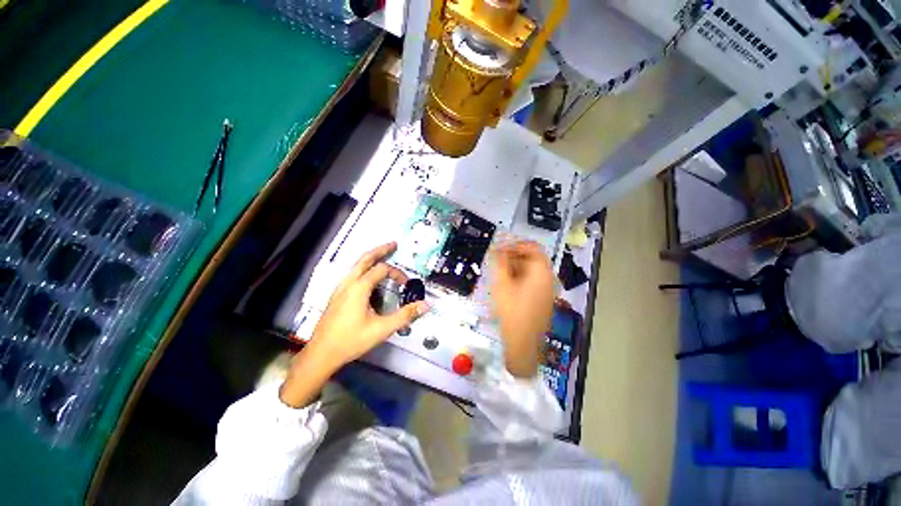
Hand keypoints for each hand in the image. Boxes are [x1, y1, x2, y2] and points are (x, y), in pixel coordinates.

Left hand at [280, 242, 428, 406]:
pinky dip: (363, 268)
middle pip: (365, 258)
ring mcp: (340, 288)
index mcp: (359, 287)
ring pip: (356, 265)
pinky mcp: (336, 295)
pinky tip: (368, 277)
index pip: (382, 270)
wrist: (321, 354)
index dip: (397, 273)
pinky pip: (352, 274)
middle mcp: (348, 283)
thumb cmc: (351, 341)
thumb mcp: (382, 329)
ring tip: (383, 256)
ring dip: (371, 258)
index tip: (406, 284)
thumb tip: (426, 305)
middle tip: (394, 244)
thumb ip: (406, 315)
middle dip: (381, 250)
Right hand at [490, 240, 554, 377]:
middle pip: (532, 258)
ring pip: (531, 270)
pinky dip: (520, 278)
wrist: (523, 343)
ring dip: (515, 267)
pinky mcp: (544, 299)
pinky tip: (508, 286)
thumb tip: (497, 248)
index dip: (515, 244)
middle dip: (513, 256)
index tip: (499, 248)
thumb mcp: (502, 284)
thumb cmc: (512, 311)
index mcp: (541, 271)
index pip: (532, 246)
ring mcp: (548, 289)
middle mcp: (548, 278)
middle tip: (497, 261)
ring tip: (500, 274)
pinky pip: (533, 281)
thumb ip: (500, 262)